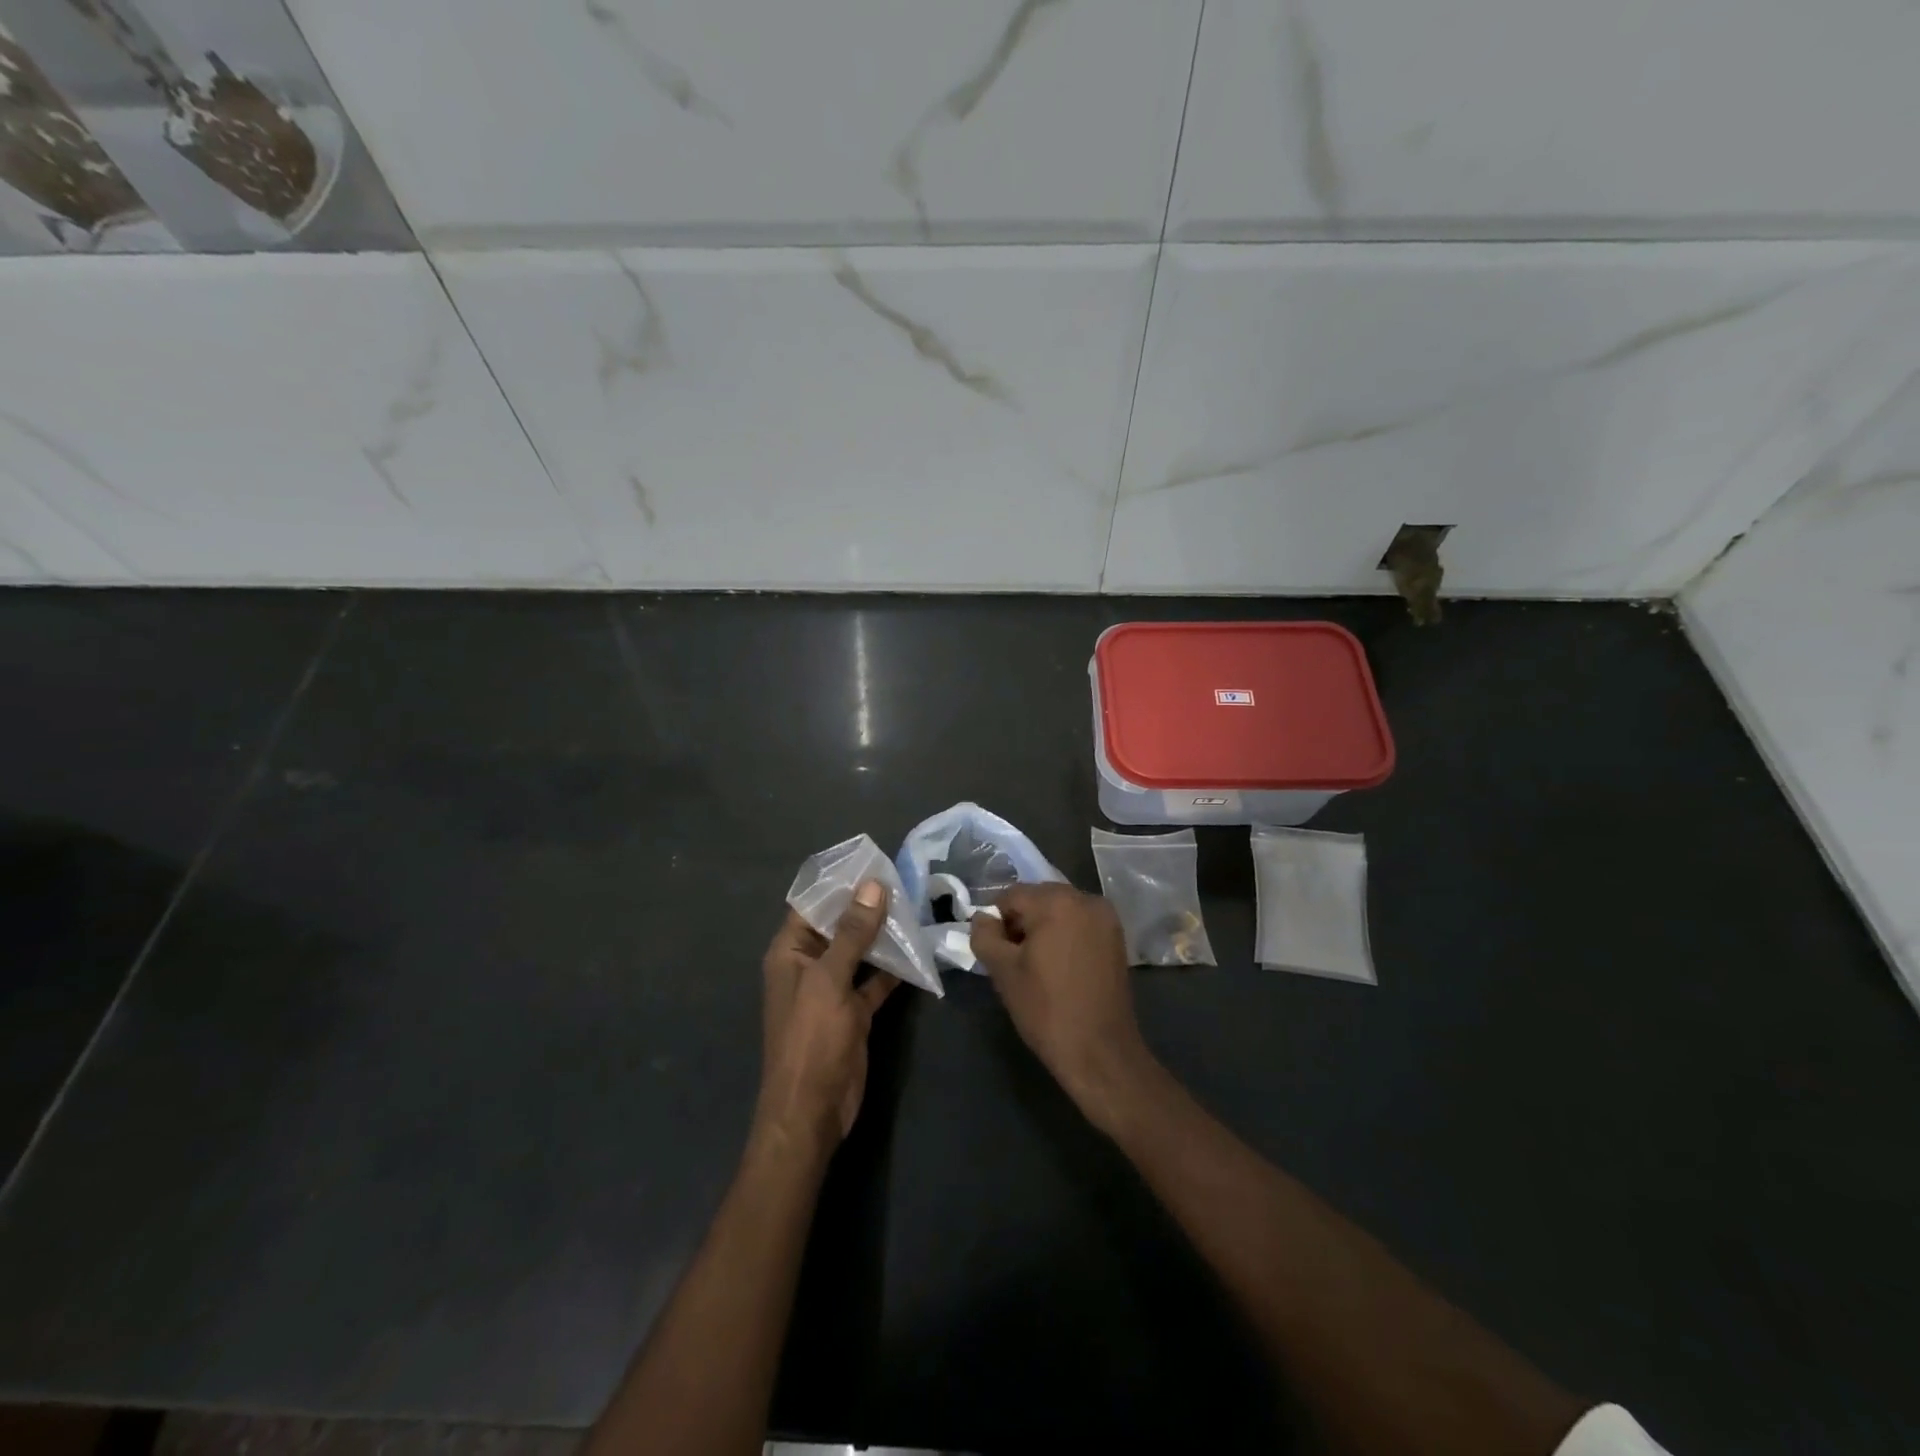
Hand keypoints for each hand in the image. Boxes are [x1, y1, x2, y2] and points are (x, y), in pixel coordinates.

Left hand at [756, 880, 898, 1155]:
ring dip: (884, 934)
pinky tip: (919, 950)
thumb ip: (852, 933)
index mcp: (790, 952)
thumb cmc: (811, 1039)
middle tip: (905, 880)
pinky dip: (894, 967)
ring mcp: (832, 989)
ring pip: (860, 951)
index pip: (812, 904)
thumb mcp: (830, 980)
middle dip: (867, 905)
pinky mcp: (853, 1011)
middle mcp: (809, 965)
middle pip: (839, 925)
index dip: (839, 882)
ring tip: (916, 906)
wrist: (812, 1112)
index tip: (873, 861)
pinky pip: (874, 979)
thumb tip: (872, 885)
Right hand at [971, 884, 1153, 1132]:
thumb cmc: (1047, 1009)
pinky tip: (1060, 967)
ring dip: (1044, 928)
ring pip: (1060, 910)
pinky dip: (1065, 935)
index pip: (1011, 896)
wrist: (1100, 1051)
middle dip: (1022, 923)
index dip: (997, 922)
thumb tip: (982, 918)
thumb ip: (984, 936)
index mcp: (1056, 902)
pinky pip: (1080, 923)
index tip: (997, 953)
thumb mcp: (1003, 972)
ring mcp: (1106, 917)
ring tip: (1037, 966)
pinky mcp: (1117, 937)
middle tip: (1015, 960)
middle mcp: (1085, 899)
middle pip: (1038, 899)